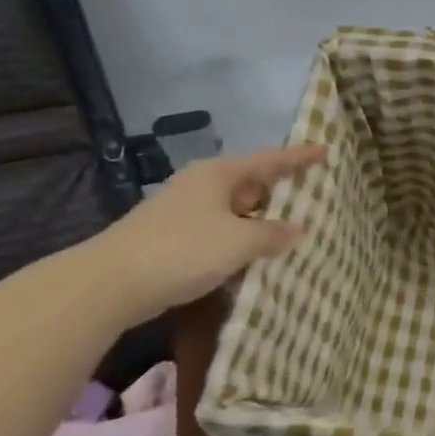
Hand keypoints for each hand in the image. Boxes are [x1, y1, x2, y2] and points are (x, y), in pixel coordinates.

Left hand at [86, 146, 327, 325]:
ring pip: (233, 211)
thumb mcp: (238, 242)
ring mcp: (183, 212)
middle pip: (251, 184)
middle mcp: (202, 185)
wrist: (108, 284)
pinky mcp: (171, 239)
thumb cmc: (182, 250)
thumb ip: (272, 235)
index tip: (326, 151)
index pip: (270, 160)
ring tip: (289, 233)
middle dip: (279, 193)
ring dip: (258, 222)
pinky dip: (238, 242)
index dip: (300, 157)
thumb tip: (296, 229)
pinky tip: (251, 259)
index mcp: (220, 174)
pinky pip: (218, 233)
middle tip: (312, 198)